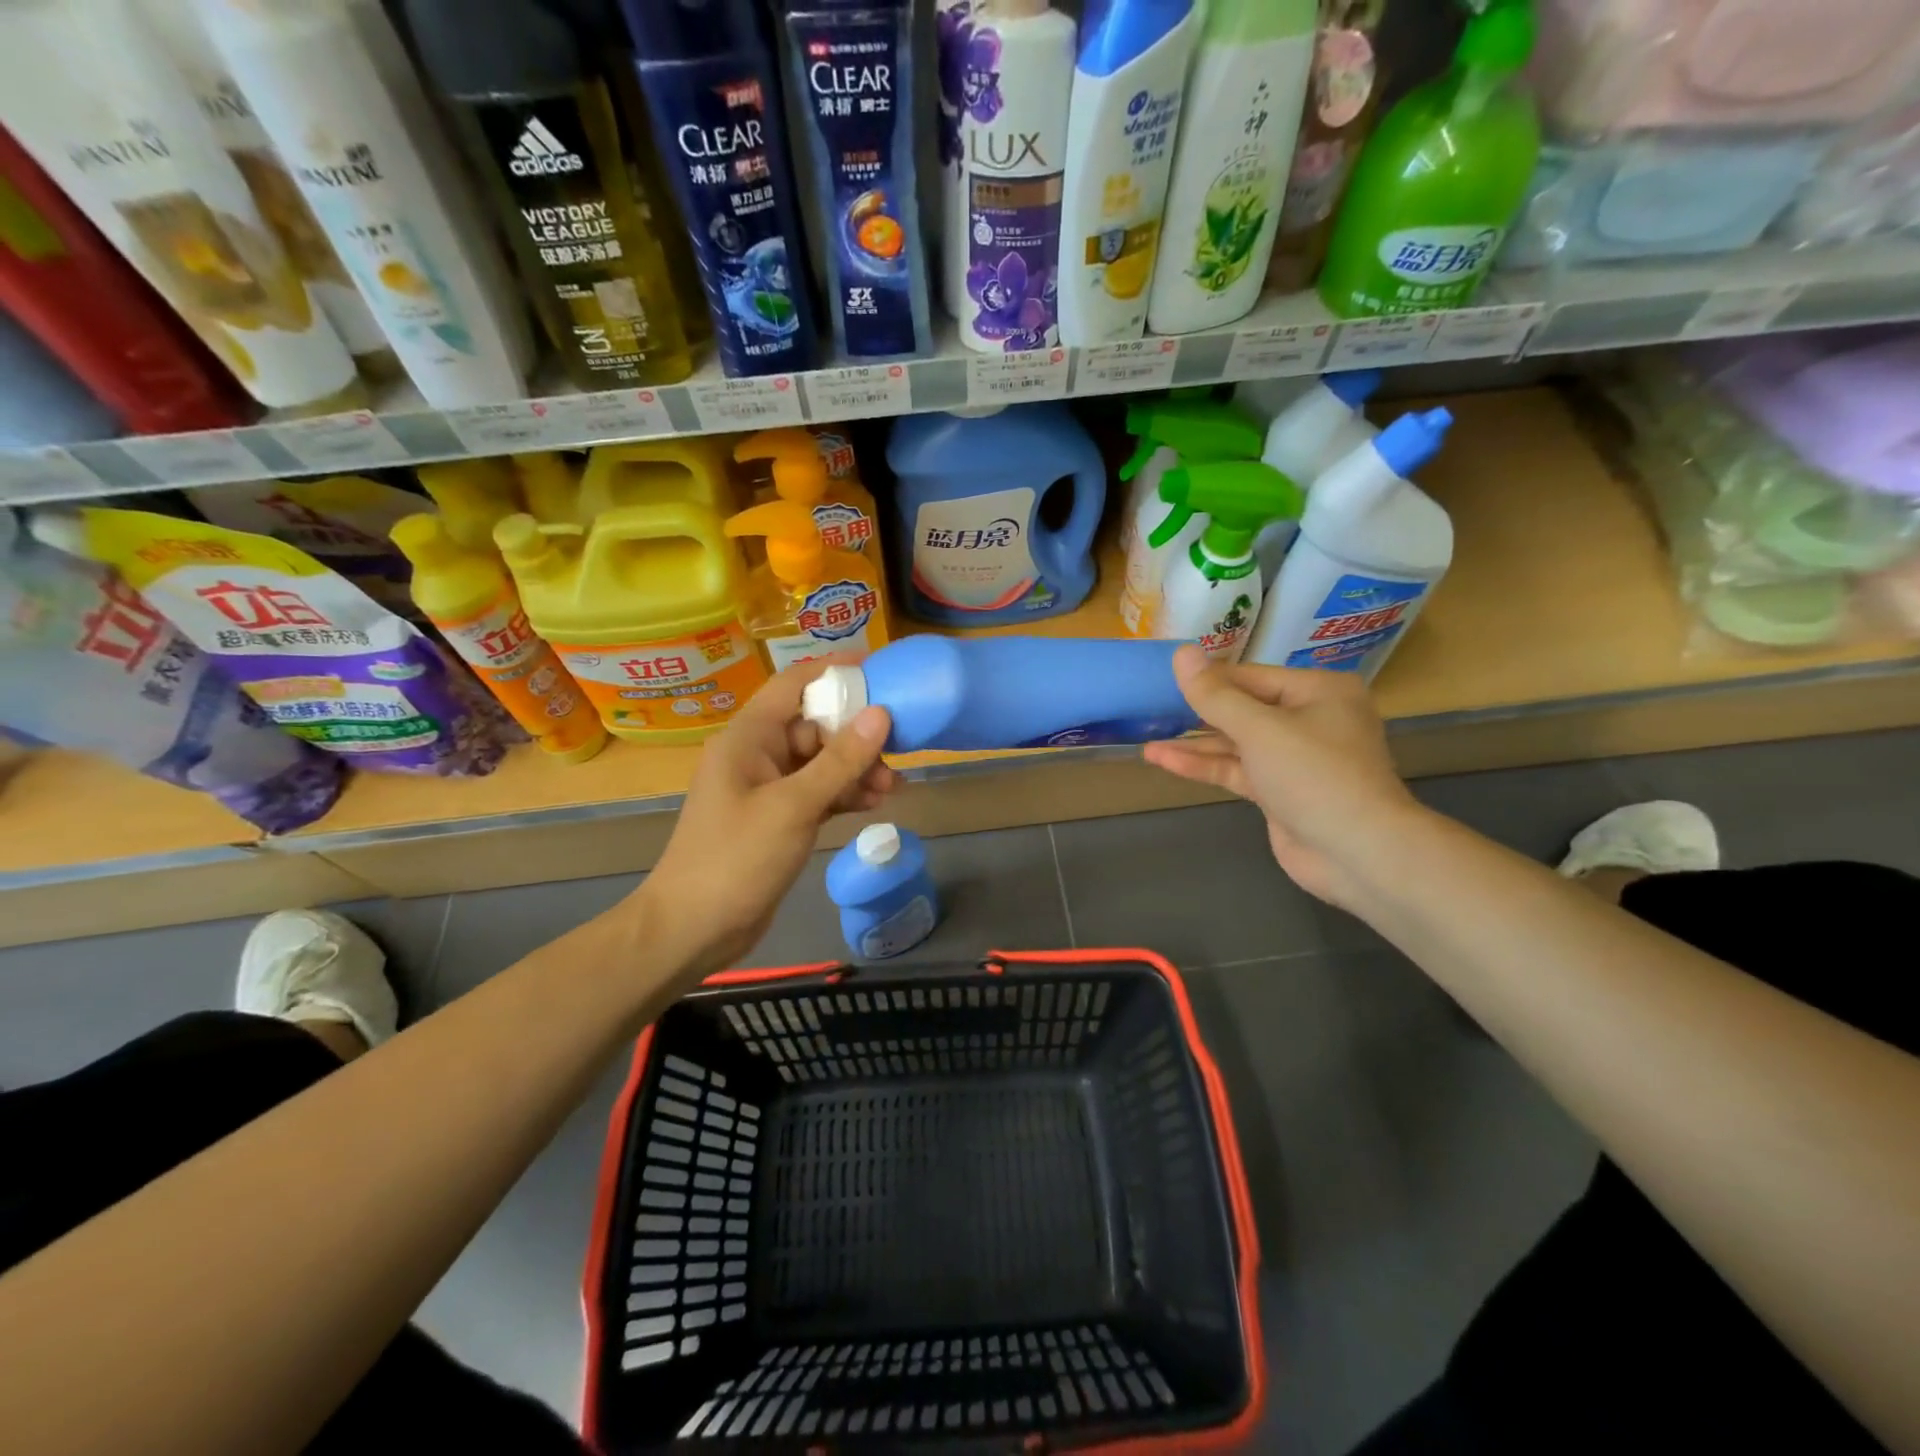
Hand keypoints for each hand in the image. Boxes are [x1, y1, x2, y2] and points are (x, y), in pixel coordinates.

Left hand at [635, 659, 895, 977]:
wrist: (694, 928)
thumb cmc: (736, 858)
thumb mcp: (793, 807)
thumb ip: (839, 761)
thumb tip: (881, 714)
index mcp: (748, 737)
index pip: (794, 684)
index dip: (835, 671)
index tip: (880, 668)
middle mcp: (757, 754)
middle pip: (815, 726)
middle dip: (857, 737)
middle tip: (897, 753)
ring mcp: (768, 788)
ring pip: (821, 763)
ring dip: (856, 770)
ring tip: (891, 788)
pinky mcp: (778, 818)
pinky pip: (817, 792)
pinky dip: (843, 795)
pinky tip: (874, 804)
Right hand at [1144, 646, 1424, 908]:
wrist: (1358, 853)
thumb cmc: (1314, 775)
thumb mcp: (1259, 729)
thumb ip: (1215, 695)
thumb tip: (1181, 652)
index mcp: (1318, 690)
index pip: (1249, 676)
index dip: (1206, 678)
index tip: (1161, 677)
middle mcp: (1310, 718)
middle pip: (1242, 708)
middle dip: (1197, 713)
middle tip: (1150, 708)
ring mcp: (1295, 758)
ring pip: (1236, 743)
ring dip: (1194, 744)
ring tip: (1146, 742)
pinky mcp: (1280, 791)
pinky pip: (1237, 770)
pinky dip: (1204, 766)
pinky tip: (1164, 761)